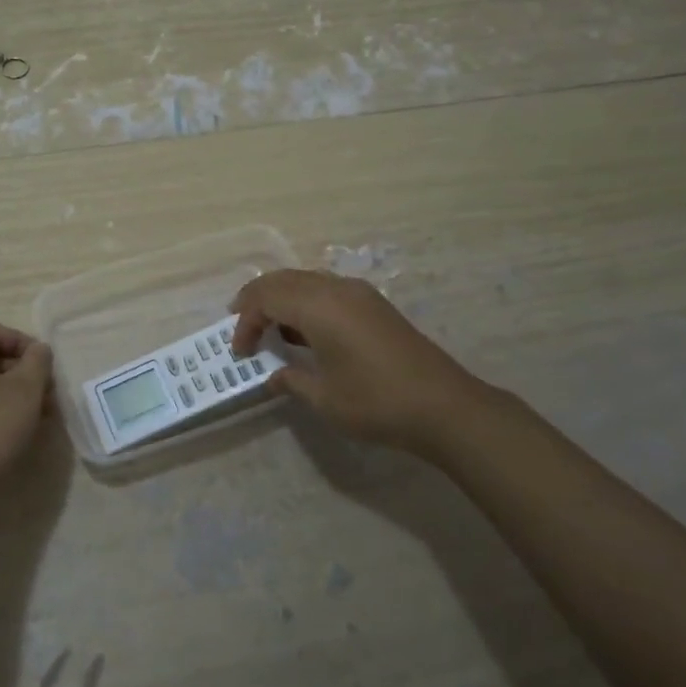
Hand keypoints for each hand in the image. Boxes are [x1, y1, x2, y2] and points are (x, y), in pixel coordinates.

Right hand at [229, 270, 495, 453]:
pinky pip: (327, 290)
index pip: (266, 298)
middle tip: (241, 325)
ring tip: (269, 328)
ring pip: (306, 280)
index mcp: (319, 306)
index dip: (246, 322)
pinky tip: (305, 331)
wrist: (444, 406)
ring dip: (282, 299)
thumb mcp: (324, 398)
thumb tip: (273, 375)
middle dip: (257, 300)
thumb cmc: (376, 402)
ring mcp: (359, 293)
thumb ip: (292, 380)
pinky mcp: (374, 305)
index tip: (240, 352)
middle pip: (283, 280)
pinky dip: (306, 302)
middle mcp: (336, 289)